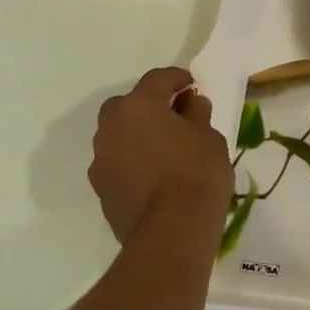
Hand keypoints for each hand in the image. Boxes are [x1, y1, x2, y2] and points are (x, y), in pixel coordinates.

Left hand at [88, 67, 232, 243]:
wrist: (171, 231)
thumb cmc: (197, 174)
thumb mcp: (210, 139)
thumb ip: (198, 116)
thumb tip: (192, 104)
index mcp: (140, 105)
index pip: (157, 79)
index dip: (176, 78)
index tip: (191, 84)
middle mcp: (112, 125)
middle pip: (128, 104)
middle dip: (149, 106)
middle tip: (174, 116)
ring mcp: (101, 157)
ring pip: (118, 134)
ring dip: (137, 134)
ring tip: (163, 148)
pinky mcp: (100, 186)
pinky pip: (117, 161)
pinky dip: (132, 159)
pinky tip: (153, 174)